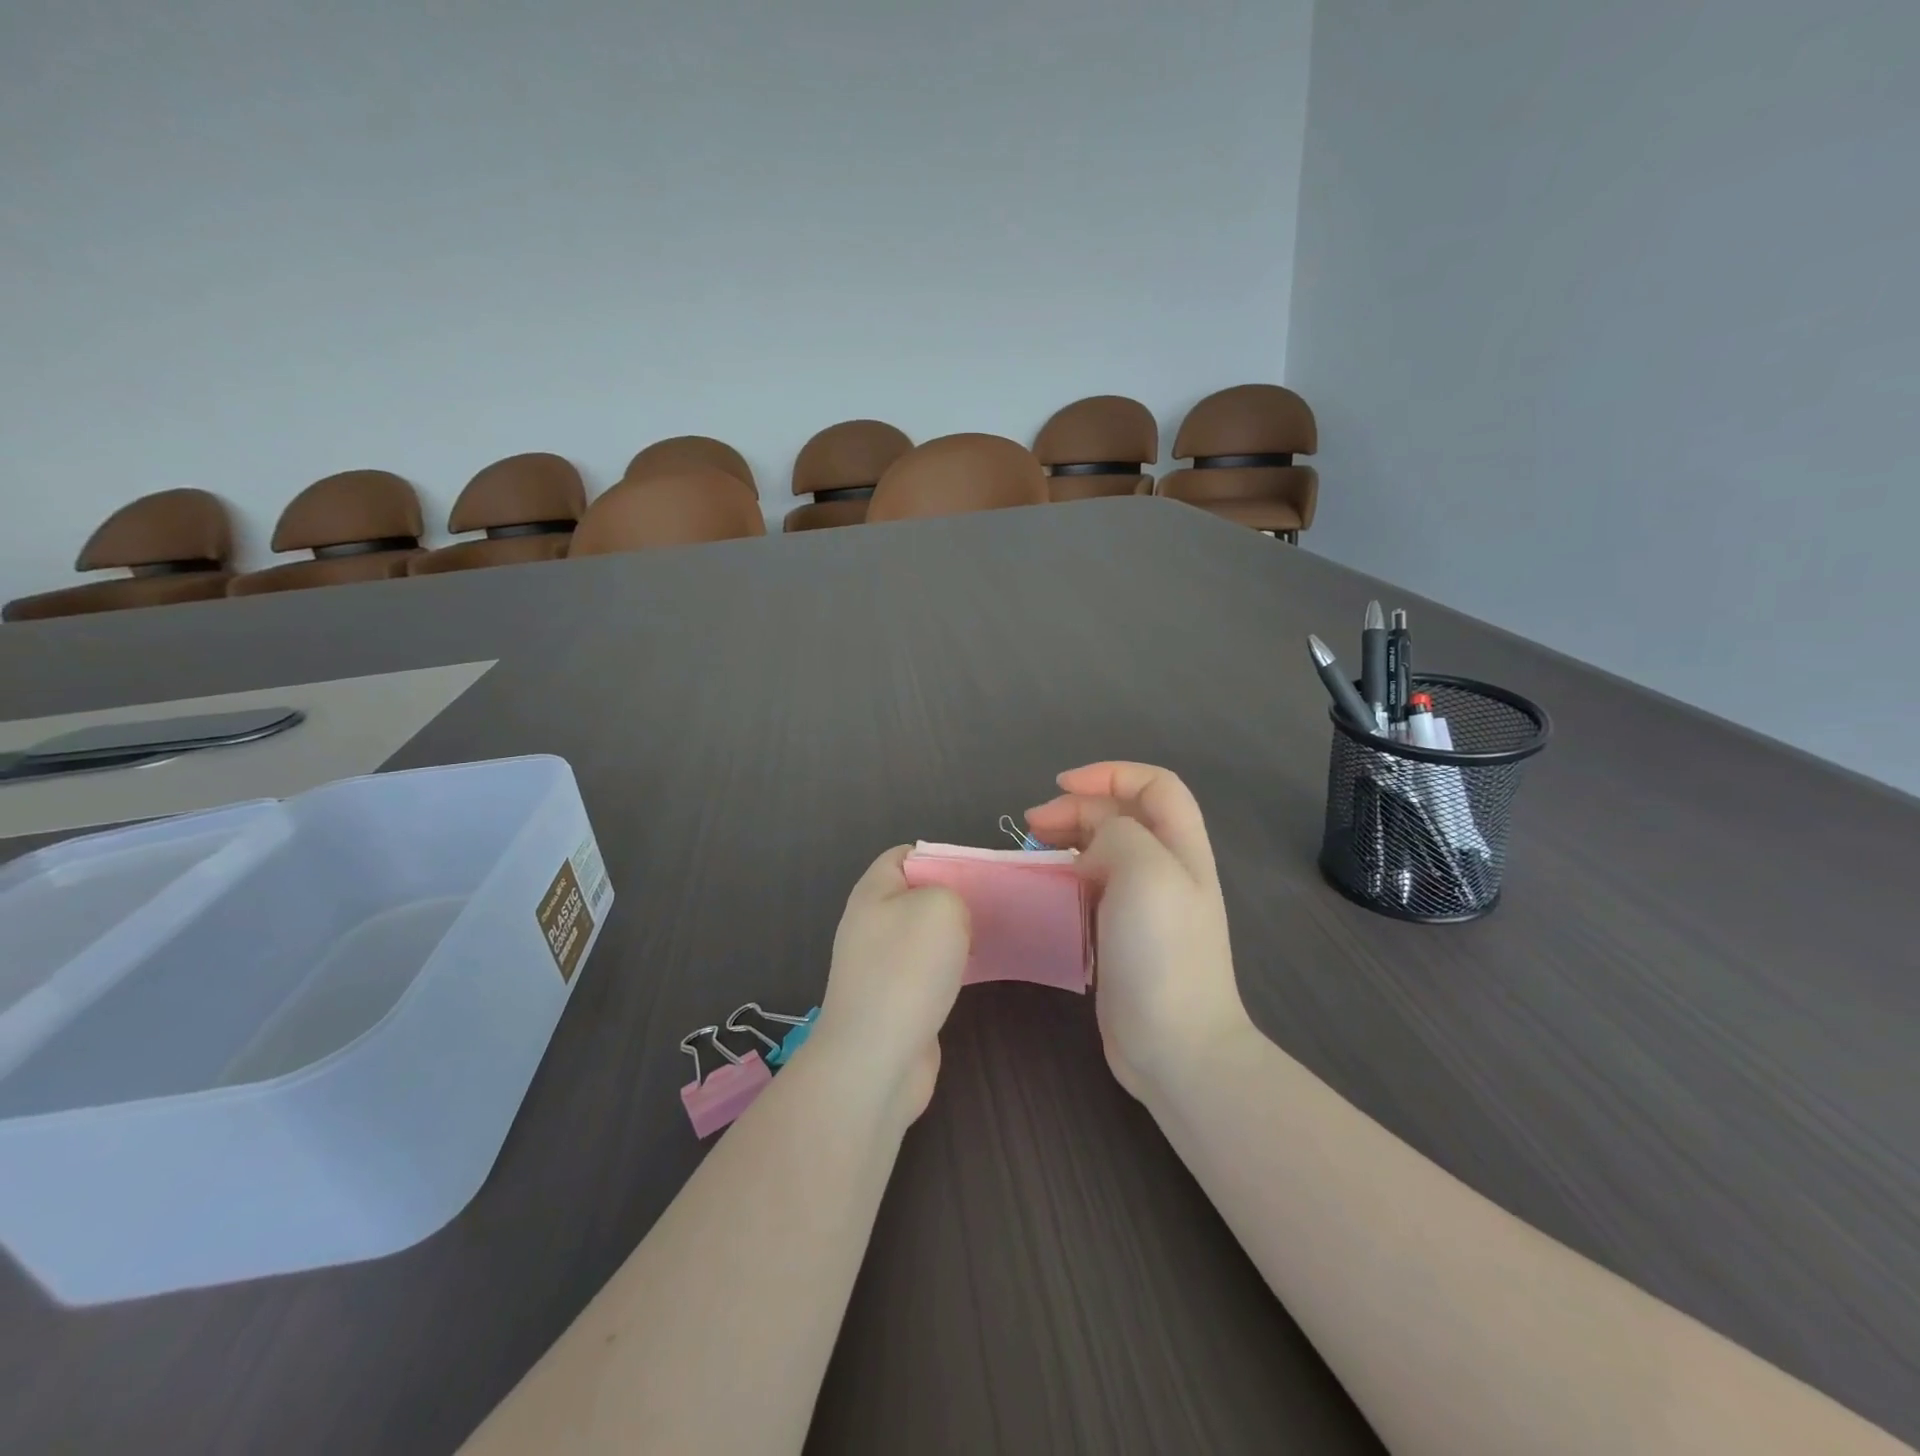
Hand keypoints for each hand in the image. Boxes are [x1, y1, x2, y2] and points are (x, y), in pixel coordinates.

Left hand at [806, 846, 969, 1121]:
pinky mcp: (894, 1000)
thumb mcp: (940, 907)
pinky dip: (951, 969)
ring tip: (990, 937)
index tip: (975, 872)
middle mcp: (871, 924)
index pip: (904, 856)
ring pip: (924, 935)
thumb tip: (950, 915)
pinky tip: (975, 975)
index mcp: (873, 893)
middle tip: (990, 905)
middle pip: (917, 896)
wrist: (875, 1060)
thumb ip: (951, 893)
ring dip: (955, 936)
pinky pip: (927, 971)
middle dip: (953, 898)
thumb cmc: (906, 971)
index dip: (939, 856)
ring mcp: (880, 965)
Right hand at [1025, 763, 1253, 1101]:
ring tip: (1030, 852)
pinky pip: (1090, 889)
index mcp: (1180, 846)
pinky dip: (1064, 877)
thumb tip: (1092, 848)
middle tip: (1033, 826)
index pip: (1153, 785)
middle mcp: (1165, 869)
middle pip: (1120, 816)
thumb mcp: (1146, 870)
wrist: (1175, 1044)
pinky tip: (1043, 890)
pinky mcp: (1119, 935)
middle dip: (1075, 808)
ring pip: (1102, 851)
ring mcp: (1143, 905)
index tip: (1060, 787)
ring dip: (1066, 841)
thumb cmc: (1163, 951)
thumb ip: (1117, 834)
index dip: (1109, 774)